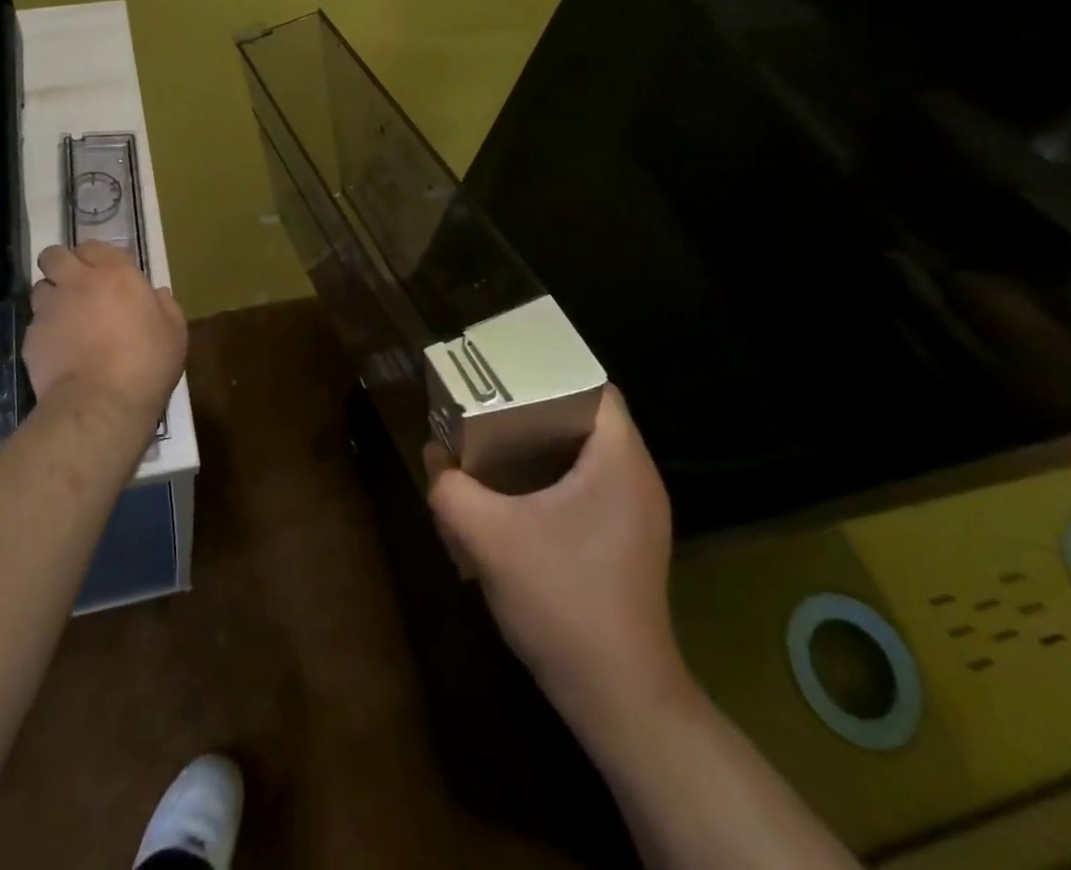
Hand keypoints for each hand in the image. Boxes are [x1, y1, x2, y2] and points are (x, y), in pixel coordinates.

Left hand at [23, 242, 185, 426]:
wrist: (101, 405)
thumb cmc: (146, 363)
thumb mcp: (174, 332)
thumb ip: (165, 305)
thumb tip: (157, 293)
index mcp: (115, 274)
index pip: (94, 245)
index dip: (97, 257)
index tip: (106, 273)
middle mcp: (77, 282)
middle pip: (54, 255)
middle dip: (62, 264)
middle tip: (77, 286)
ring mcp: (50, 309)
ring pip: (40, 288)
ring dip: (52, 296)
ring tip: (66, 318)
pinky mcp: (31, 338)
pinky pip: (36, 324)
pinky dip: (46, 332)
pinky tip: (60, 351)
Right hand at [426, 387, 687, 746]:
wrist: (619, 699)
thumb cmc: (562, 601)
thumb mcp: (486, 537)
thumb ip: (449, 487)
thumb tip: (433, 455)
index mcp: (618, 460)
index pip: (592, 385)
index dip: (546, 370)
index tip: (502, 372)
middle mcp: (636, 478)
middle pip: (584, 415)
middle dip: (533, 405)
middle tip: (485, 402)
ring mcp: (636, 513)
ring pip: (584, 452)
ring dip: (539, 443)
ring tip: (491, 441)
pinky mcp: (627, 542)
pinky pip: (587, 484)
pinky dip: (551, 476)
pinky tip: (513, 495)